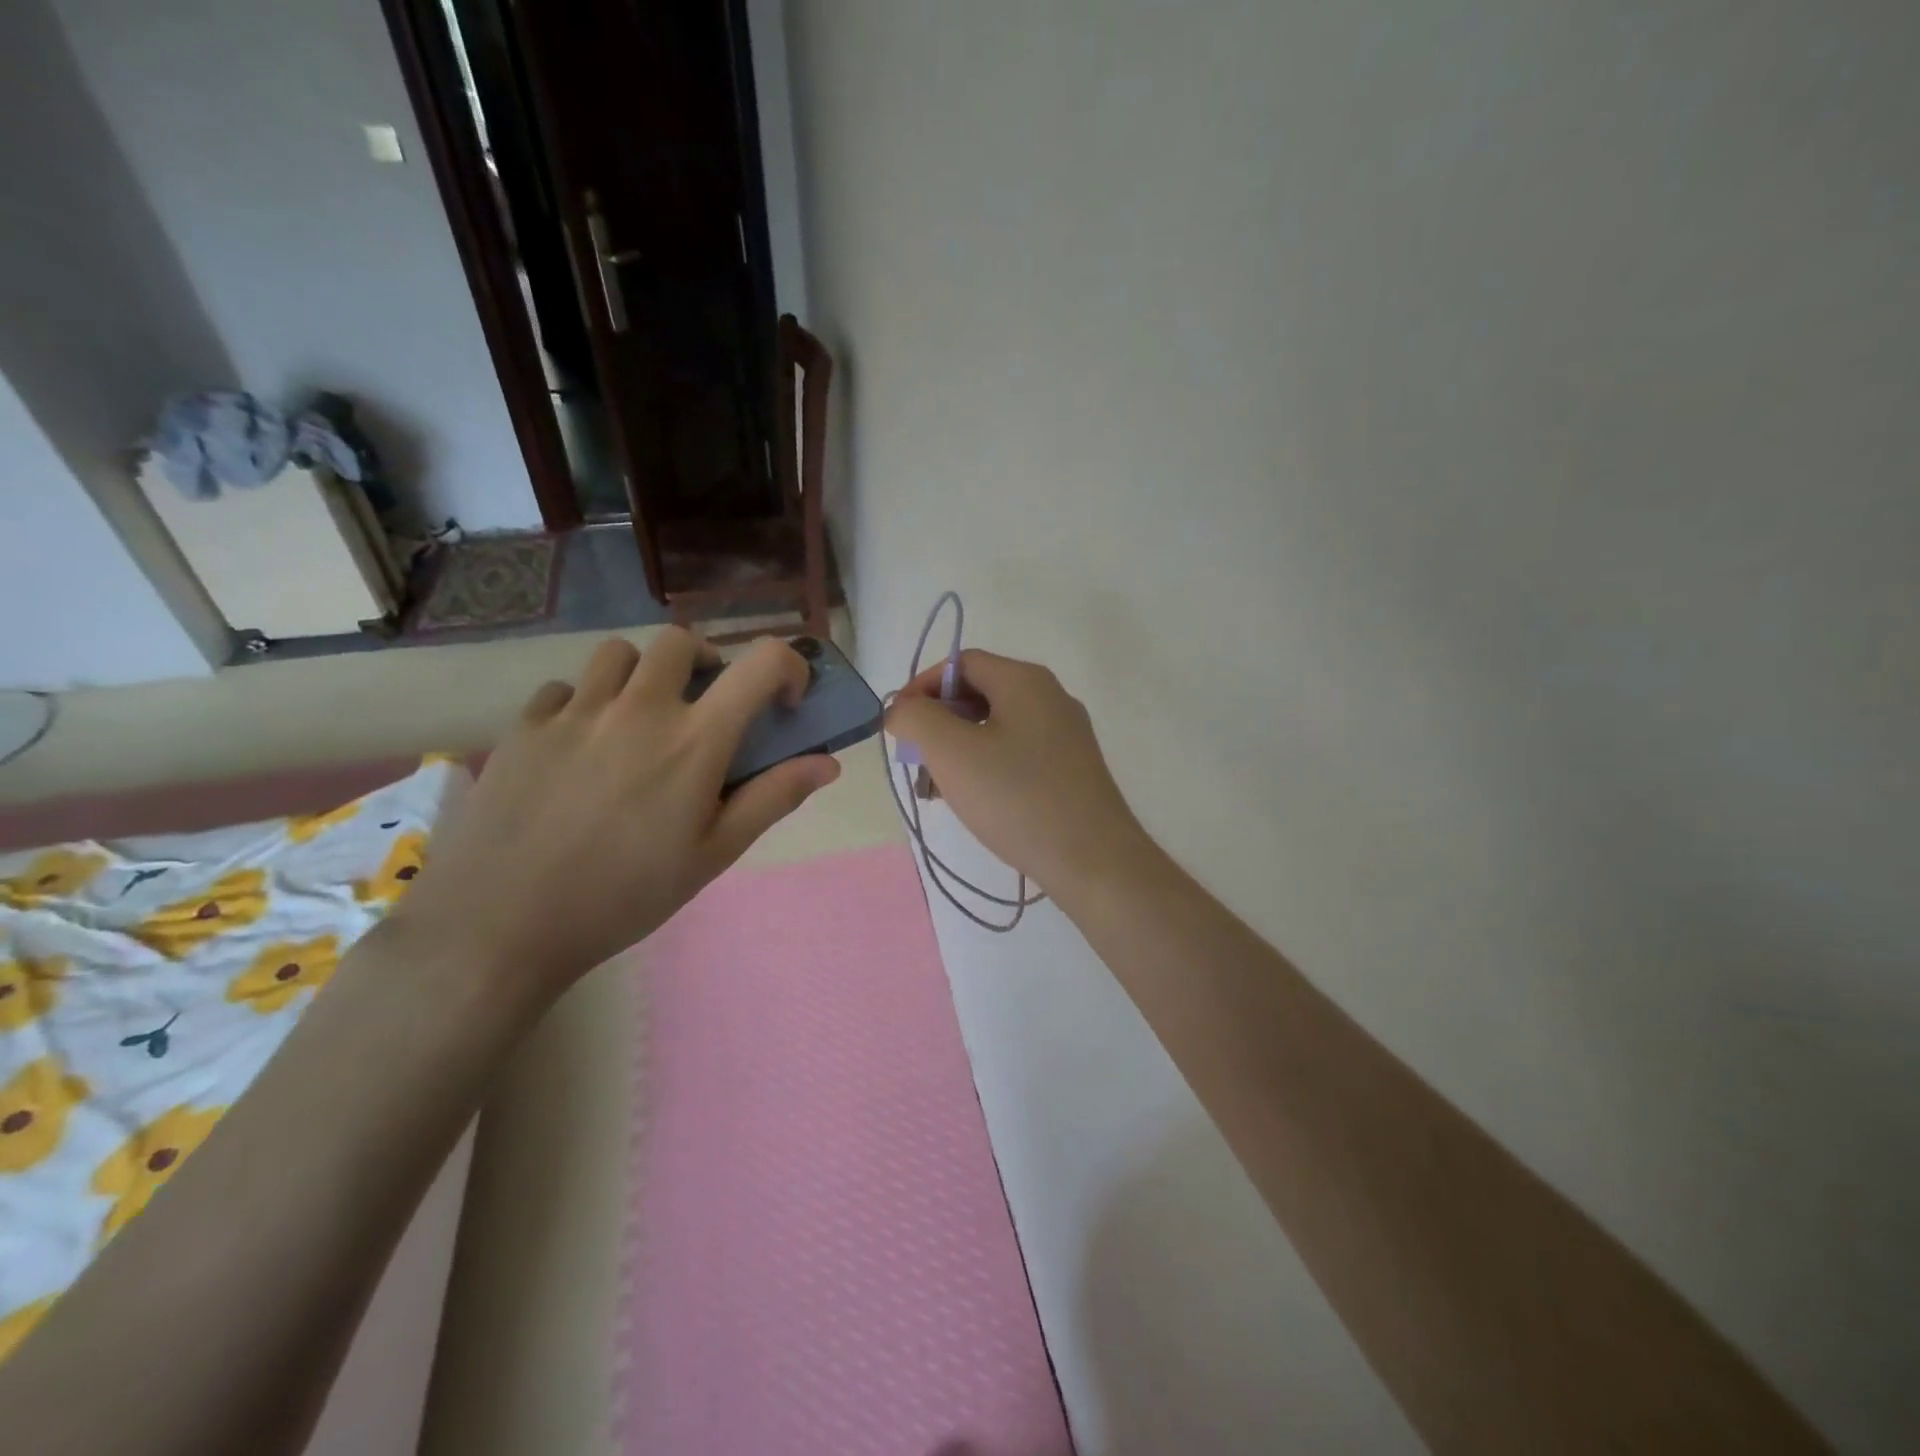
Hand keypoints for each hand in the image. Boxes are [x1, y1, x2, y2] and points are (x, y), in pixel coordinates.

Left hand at [391, 631, 839, 1003]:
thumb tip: (827, 764)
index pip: (761, 663)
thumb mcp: (714, 854)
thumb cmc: (625, 895)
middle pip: (680, 641)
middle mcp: (638, 707)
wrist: (501, 926)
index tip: (783, 702)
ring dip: (643, 675)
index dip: (787, 667)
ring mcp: (575, 711)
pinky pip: (563, 689)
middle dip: (704, 662)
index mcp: (694, 739)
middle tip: (702, 705)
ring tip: (638, 719)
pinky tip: (580, 747)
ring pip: (618, 654)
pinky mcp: (524, 726)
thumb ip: (773, 798)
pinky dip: (584, 703)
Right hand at [885, 650, 1148, 892]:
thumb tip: (902, 709)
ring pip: (995, 727)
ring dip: (958, 750)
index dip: (921, 687)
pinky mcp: (1071, 768)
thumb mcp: (951, 751)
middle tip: (916, 762)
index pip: (961, 663)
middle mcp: (1050, 697)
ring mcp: (1065, 734)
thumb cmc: (1017, 798)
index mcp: (1025, 680)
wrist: (1093, 861)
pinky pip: (1016, 753)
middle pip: (978, 693)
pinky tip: (973, 801)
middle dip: (938, 724)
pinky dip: (986, 767)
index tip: (898, 726)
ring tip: (937, 790)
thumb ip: (915, 718)